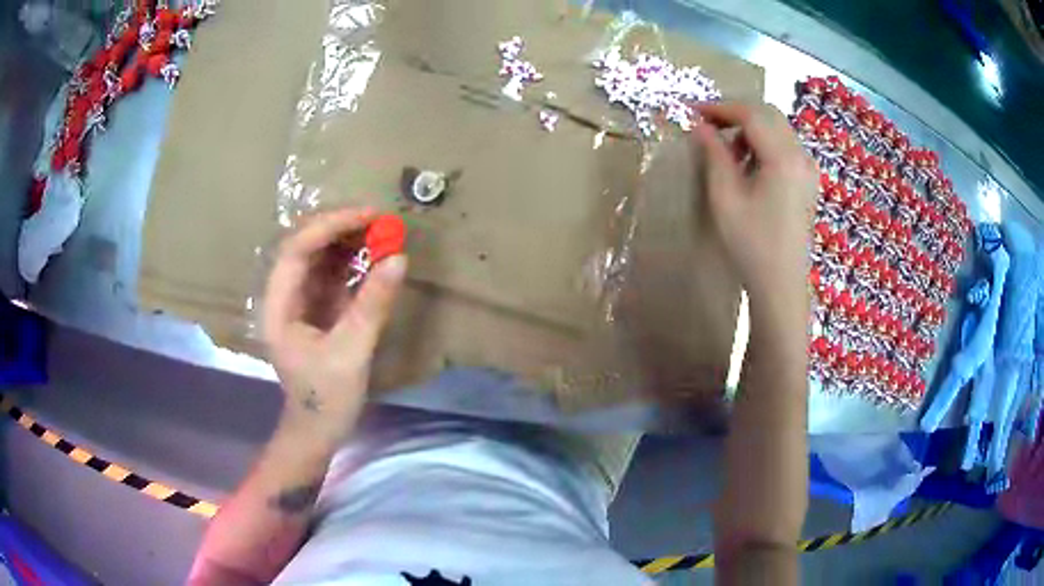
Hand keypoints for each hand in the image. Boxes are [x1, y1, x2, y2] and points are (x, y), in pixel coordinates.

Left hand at [263, 208, 406, 437]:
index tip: (368, 215)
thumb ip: (372, 304)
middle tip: (380, 220)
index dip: (330, 225)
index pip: (297, 250)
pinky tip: (375, 256)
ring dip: (349, 242)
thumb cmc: (326, 398)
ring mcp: (300, 302)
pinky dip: (354, 263)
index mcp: (279, 306)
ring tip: (382, 232)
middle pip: (306, 247)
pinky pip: (333, 276)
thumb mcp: (351, 352)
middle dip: (341, 228)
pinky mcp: (317, 310)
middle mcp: (285, 296)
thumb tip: (399, 259)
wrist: (318, 431)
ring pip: (320, 258)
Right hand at [693, 102, 817, 318]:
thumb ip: (714, 154)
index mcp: (784, 158)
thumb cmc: (752, 244)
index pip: (751, 114)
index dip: (720, 107)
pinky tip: (748, 164)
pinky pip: (784, 145)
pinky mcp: (808, 180)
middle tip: (706, 125)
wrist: (781, 284)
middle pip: (767, 114)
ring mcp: (808, 168)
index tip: (692, 111)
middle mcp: (801, 156)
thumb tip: (700, 125)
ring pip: (777, 128)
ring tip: (725, 150)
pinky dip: (763, 143)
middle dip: (735, 113)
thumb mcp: (725, 197)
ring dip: (749, 128)